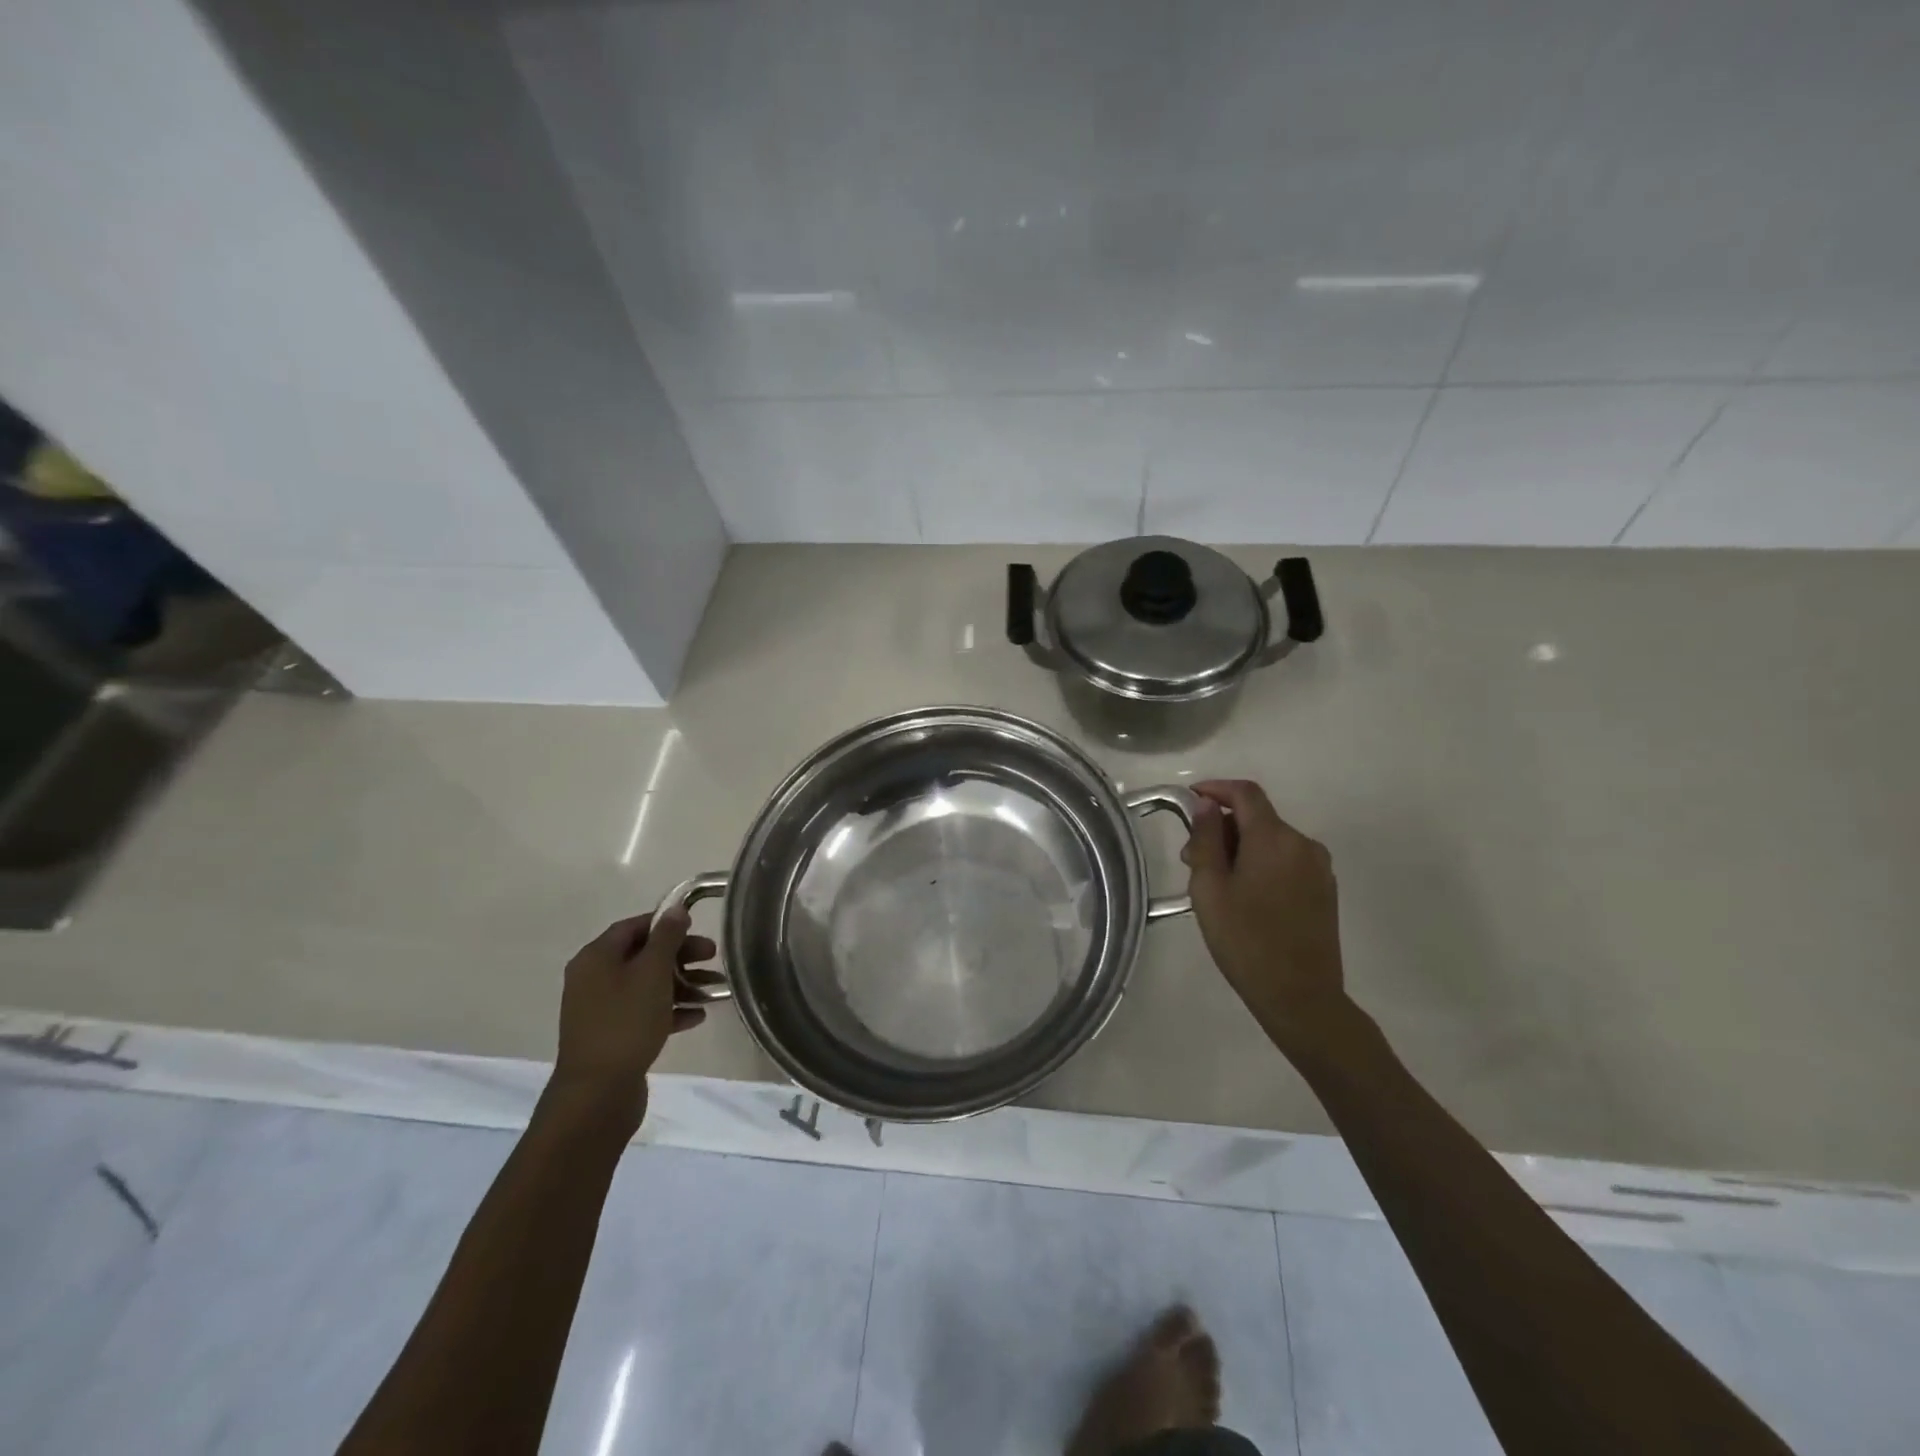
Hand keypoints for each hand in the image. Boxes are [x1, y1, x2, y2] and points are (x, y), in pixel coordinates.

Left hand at [548, 908, 720, 1132]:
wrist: (597, 1093)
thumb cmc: (626, 1022)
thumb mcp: (652, 973)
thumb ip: (666, 938)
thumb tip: (675, 909)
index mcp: (596, 958)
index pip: (633, 927)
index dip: (665, 923)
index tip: (697, 927)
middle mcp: (594, 980)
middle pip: (643, 956)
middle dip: (681, 955)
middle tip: (714, 957)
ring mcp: (602, 1010)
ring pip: (647, 986)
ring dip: (682, 984)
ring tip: (715, 990)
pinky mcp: (613, 1036)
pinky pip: (645, 1012)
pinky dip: (671, 1010)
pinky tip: (698, 1016)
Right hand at [1182, 780, 1347, 1050]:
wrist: (1301, 997)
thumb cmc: (1245, 940)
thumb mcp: (1210, 888)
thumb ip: (1205, 840)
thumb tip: (1206, 806)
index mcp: (1274, 839)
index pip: (1245, 793)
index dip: (1215, 789)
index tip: (1190, 799)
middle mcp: (1303, 844)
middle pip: (1257, 818)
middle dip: (1222, 829)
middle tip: (1192, 860)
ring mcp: (1318, 867)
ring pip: (1271, 841)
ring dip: (1241, 849)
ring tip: (1216, 884)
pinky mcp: (1324, 889)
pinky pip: (1286, 861)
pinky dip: (1261, 864)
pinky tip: (1245, 897)